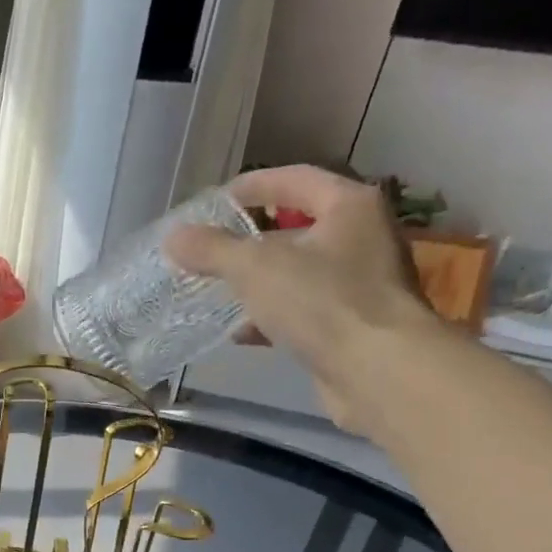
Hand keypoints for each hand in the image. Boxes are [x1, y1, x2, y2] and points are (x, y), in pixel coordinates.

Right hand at [166, 164, 439, 434]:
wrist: (377, 371)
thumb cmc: (321, 302)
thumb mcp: (255, 268)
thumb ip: (212, 250)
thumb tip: (174, 237)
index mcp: (349, 207)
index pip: (296, 180)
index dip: (254, 186)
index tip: (216, 201)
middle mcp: (363, 238)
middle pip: (298, 228)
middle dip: (252, 241)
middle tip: (212, 251)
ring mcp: (362, 284)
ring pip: (299, 274)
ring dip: (259, 283)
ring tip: (218, 293)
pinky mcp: (353, 326)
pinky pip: (305, 311)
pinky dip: (273, 318)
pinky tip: (242, 334)